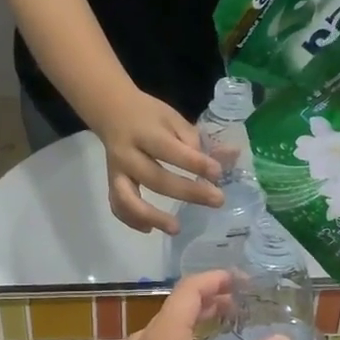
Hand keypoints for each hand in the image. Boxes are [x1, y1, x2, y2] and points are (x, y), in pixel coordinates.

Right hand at [96, 87, 221, 235]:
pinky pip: (118, 206)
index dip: (194, 163)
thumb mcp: (172, 118)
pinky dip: (131, 220)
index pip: (170, 151)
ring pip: (128, 199)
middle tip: (217, 201)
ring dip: (152, 216)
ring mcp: (117, 171)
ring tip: (176, 228)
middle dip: (187, 192)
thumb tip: (228, 157)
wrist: (111, 110)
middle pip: (155, 178)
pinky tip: (150, 229)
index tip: (217, 173)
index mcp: (145, 132)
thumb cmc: (148, 115)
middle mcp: (127, 154)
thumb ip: (195, 140)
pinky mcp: (111, 183)